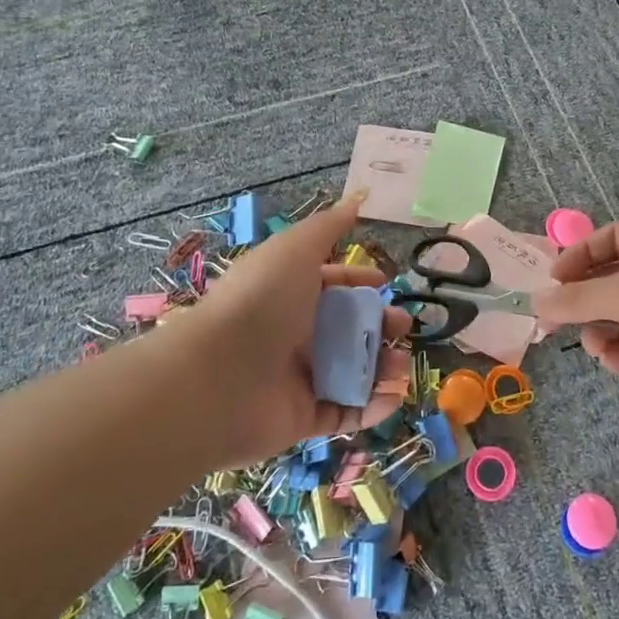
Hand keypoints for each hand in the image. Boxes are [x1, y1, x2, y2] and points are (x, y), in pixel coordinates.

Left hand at [182, 193, 412, 463]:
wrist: (216, 377)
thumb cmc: (260, 302)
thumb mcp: (295, 249)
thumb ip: (328, 226)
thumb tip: (356, 200)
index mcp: (291, 293)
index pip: (333, 284)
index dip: (360, 281)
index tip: (387, 283)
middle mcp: (295, 334)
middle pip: (348, 328)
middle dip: (381, 325)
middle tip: (402, 328)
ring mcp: (299, 378)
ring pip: (353, 370)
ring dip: (383, 368)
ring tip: (402, 366)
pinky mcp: (303, 418)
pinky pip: (346, 411)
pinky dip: (373, 407)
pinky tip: (393, 396)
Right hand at [531, 221, 618, 426]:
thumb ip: (579, 298)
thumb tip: (536, 300)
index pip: (611, 239)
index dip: (579, 256)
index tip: (552, 279)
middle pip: (611, 280)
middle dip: (582, 298)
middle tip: (551, 319)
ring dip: (598, 328)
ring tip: (591, 341)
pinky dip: (618, 352)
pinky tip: (610, 358)